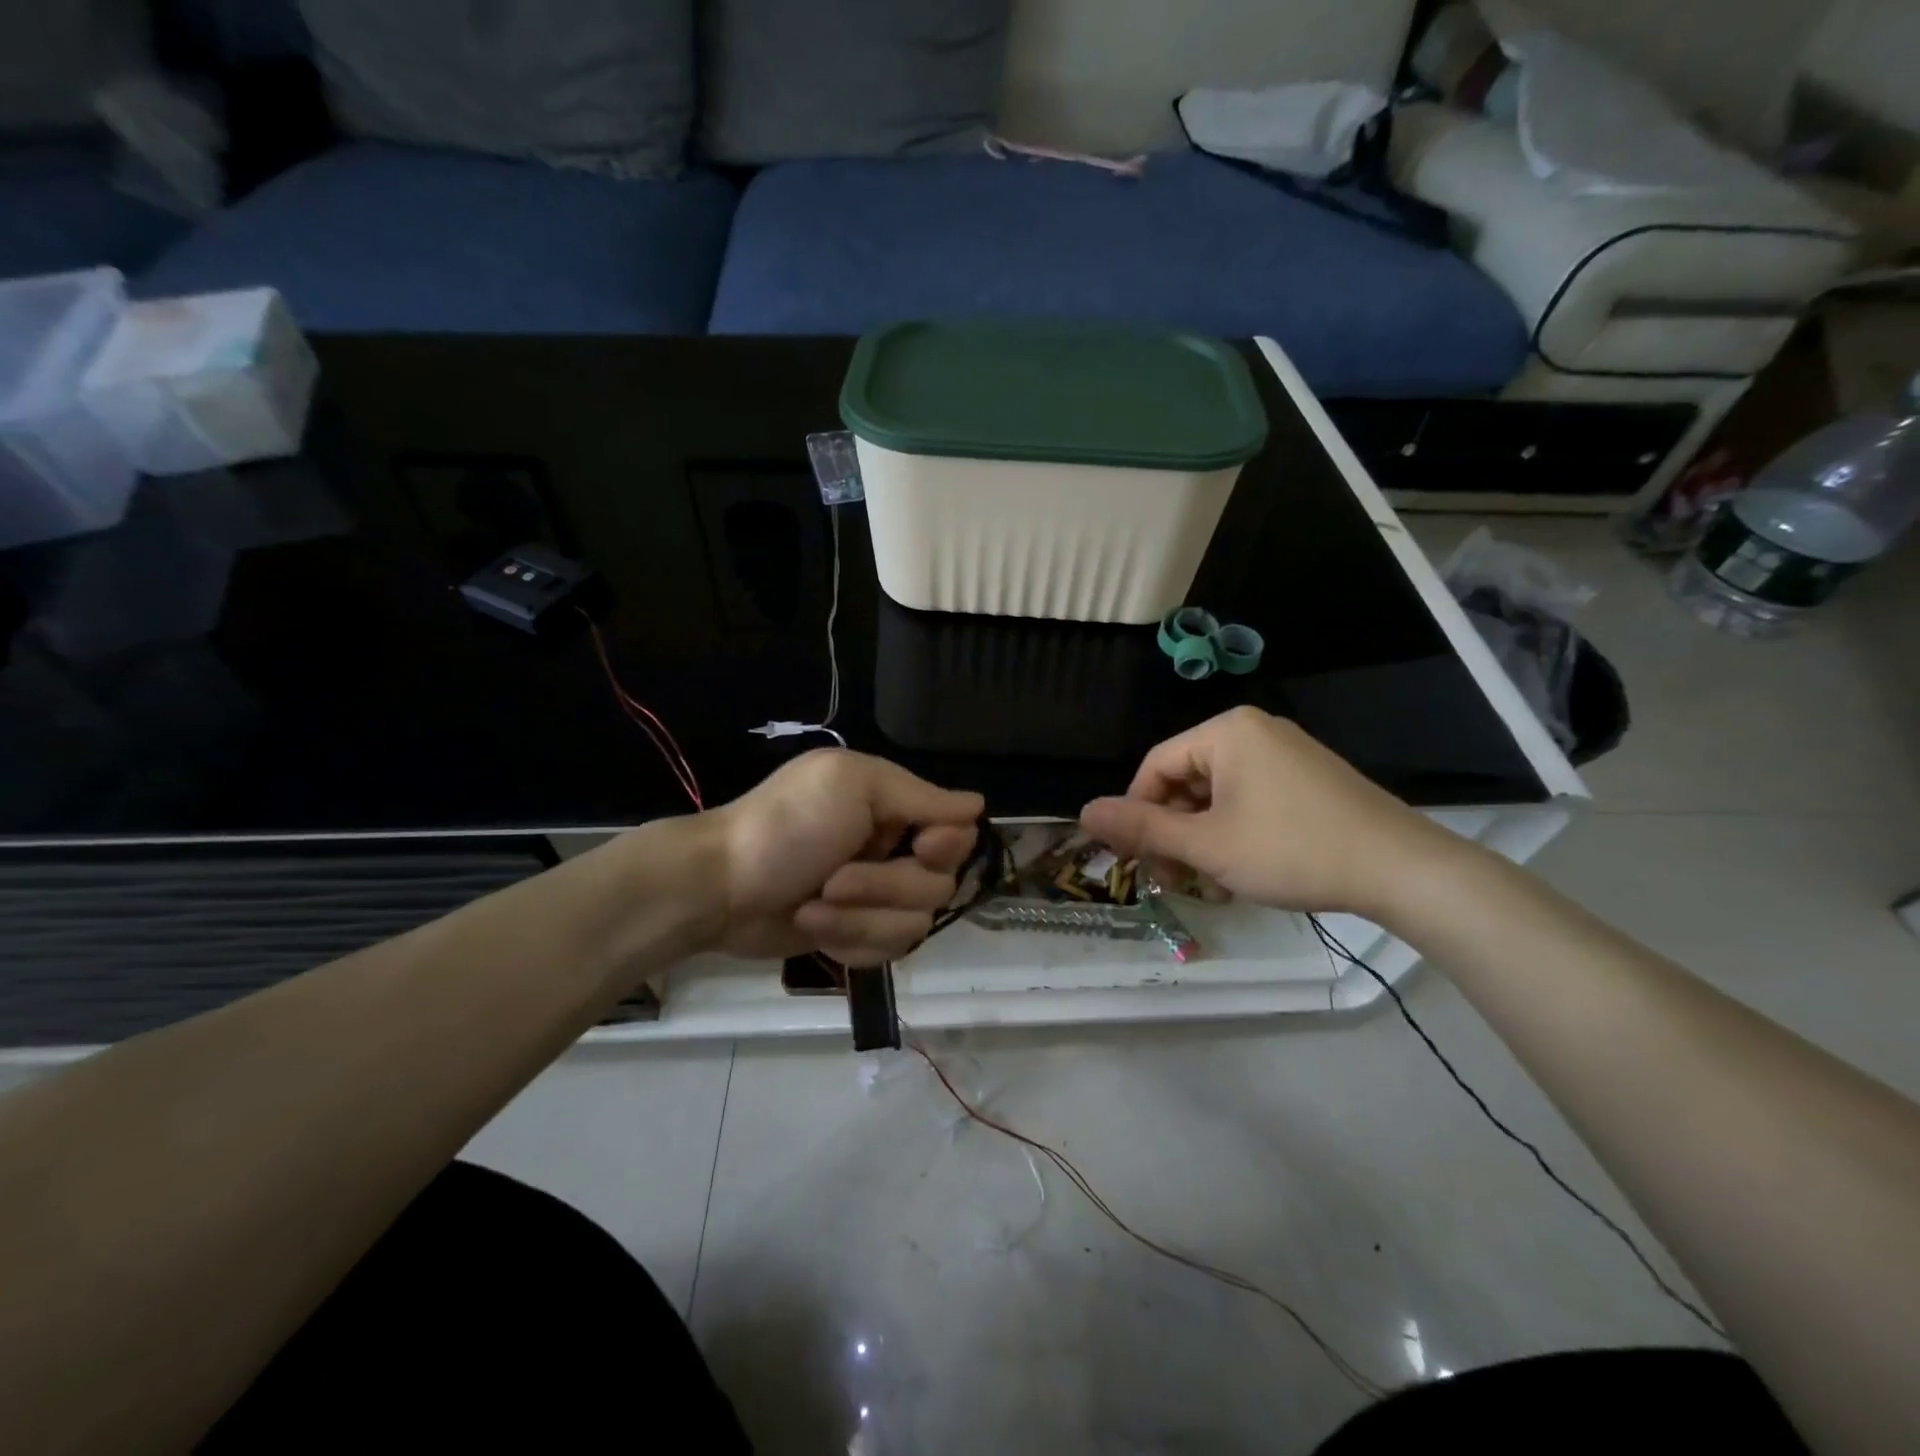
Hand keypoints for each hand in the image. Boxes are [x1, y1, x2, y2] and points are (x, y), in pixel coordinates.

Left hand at [709, 749, 982, 964]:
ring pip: (915, 925)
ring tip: (813, 907)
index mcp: (895, 807)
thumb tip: (979, 805)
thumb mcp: (851, 786)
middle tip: (834, 879)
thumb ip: (919, 796)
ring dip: (860, 919)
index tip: (920, 848)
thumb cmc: (784, 826)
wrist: (719, 888)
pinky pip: (887, 951)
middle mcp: (895, 850)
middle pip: (940, 885)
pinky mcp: (858, 936)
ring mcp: (877, 898)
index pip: (958, 832)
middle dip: (885, 887)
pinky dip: (850, 942)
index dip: (946, 846)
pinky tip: (814, 929)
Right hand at [1079, 707, 1458, 918]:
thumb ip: (1143, 828)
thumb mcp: (1207, 845)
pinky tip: (1241, 870)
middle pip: (1186, 780)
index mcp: (1226, 732)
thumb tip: (1084, 812)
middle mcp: (1254, 731)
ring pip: (1216, 795)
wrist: (1402, 869)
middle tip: (1175, 880)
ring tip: (1211, 884)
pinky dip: (1233, 832)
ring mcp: (1285, 753)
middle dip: (1173, 832)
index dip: (1137, 813)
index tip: (1138, 860)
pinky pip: (1249, 798)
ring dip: (1202, 839)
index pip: (1155, 766)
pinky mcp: (1307, 778)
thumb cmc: (1292, 851)